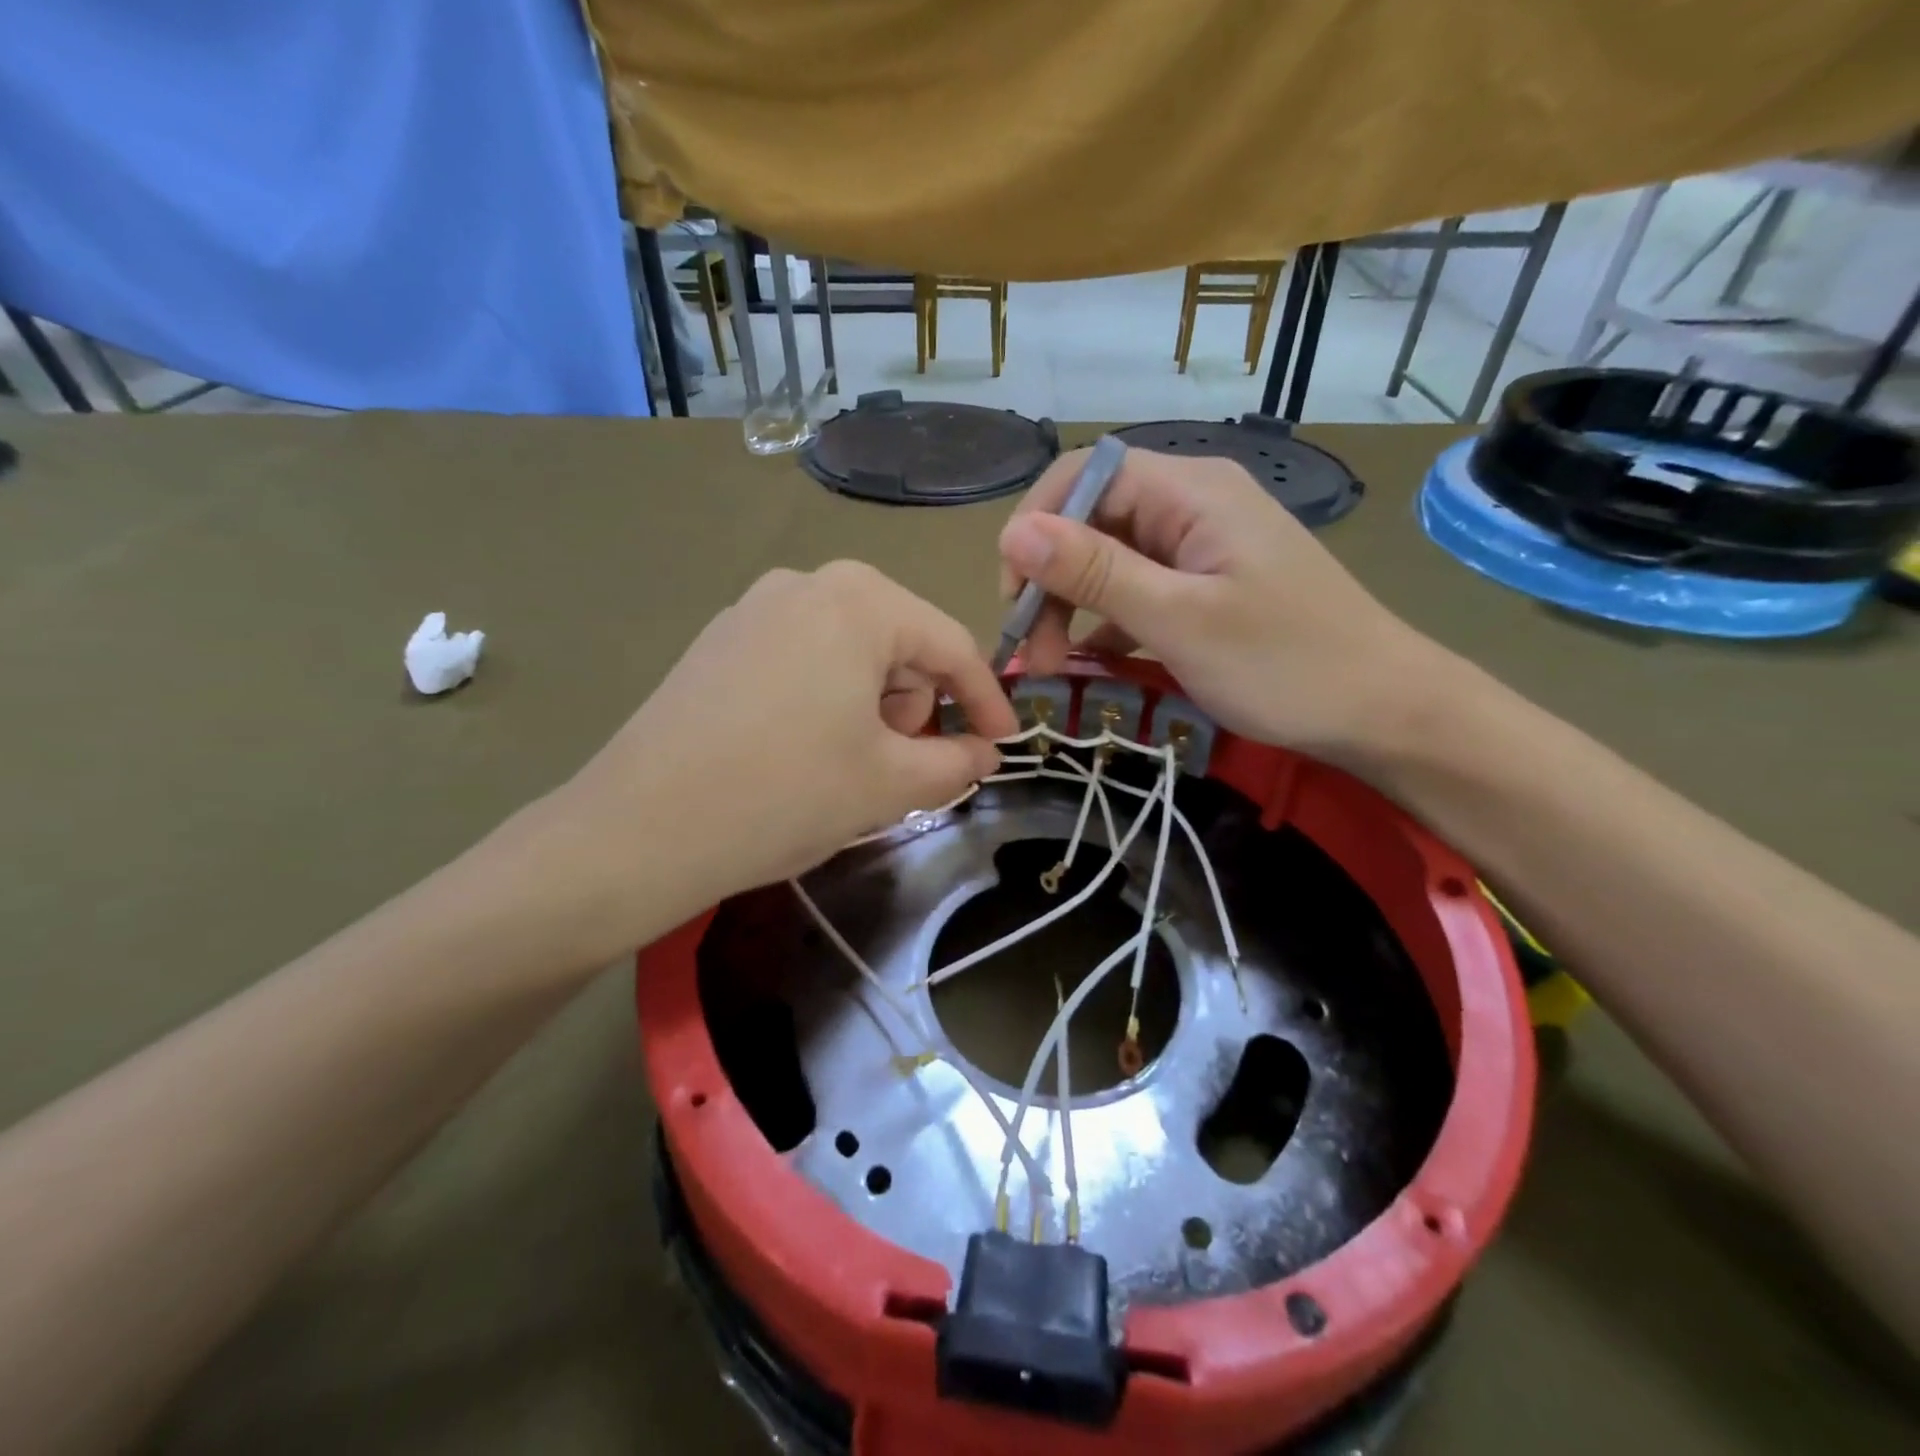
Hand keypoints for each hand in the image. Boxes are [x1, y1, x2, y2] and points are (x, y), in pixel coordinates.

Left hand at [546, 562, 1016, 946]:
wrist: (638, 830)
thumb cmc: (786, 794)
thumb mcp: (890, 783)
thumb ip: (956, 762)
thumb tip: (984, 753)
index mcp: (859, 600)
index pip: (951, 645)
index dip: (987, 701)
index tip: (1005, 746)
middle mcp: (806, 583)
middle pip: (898, 644)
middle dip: (916, 707)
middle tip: (903, 769)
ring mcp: (753, 608)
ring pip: (850, 653)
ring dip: (872, 708)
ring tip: (848, 767)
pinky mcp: (718, 642)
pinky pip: (802, 661)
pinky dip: (826, 701)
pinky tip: (800, 752)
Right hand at [997, 446, 1451, 762]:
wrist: (1384, 710)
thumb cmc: (1286, 663)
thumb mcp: (1179, 620)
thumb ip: (1096, 573)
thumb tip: (1013, 534)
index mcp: (1190, 492)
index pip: (1084, 475)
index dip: (1036, 526)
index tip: (1013, 596)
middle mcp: (1192, 505)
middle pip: (1093, 520)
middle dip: (1052, 580)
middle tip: (1034, 652)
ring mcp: (1201, 547)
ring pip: (1110, 559)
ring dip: (1073, 607)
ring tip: (1055, 666)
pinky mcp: (1207, 586)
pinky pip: (1138, 590)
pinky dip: (1107, 622)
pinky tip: (1091, 661)